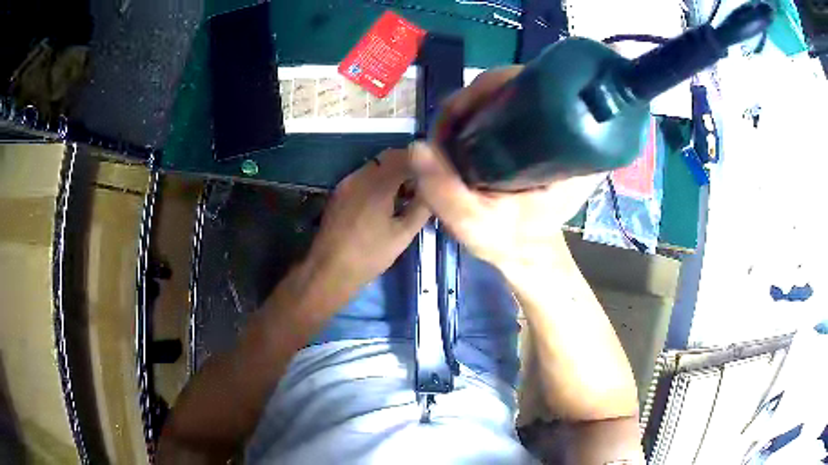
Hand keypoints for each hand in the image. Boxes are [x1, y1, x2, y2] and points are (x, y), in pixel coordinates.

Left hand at [306, 149, 429, 294]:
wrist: (330, 269)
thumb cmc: (370, 254)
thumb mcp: (402, 234)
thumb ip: (421, 208)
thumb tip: (433, 191)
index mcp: (378, 184)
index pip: (403, 157)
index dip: (421, 161)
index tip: (433, 173)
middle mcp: (360, 176)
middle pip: (387, 158)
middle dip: (406, 167)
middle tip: (420, 186)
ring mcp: (346, 183)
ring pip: (374, 167)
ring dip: (391, 174)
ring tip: (404, 197)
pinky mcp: (339, 193)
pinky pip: (362, 177)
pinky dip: (377, 182)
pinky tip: (383, 203)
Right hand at [411, 67, 605, 269]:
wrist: (524, 250)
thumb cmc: (510, 241)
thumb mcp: (476, 224)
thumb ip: (446, 192)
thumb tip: (418, 146)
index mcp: (573, 150)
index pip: (540, 91)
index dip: (494, 91)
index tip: (459, 116)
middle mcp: (570, 130)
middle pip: (521, 85)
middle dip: (475, 98)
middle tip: (446, 129)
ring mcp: (554, 127)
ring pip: (510, 92)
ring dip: (473, 104)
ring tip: (448, 132)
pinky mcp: (539, 131)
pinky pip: (507, 105)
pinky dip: (479, 111)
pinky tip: (461, 130)